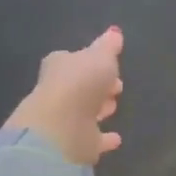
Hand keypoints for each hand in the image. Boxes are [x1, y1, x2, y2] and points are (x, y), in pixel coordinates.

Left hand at [3, 27, 125, 165]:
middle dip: (97, 86)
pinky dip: (103, 139)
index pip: (74, 60)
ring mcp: (65, 120)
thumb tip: (114, 32)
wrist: (60, 128)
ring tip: (114, 106)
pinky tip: (116, 139)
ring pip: (85, 112)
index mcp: (60, 66)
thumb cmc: (79, 83)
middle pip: (80, 86)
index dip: (92, 62)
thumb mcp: (100, 56)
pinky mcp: (74, 144)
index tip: (111, 65)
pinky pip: (93, 139)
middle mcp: (59, 92)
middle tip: (116, 86)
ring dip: (98, 109)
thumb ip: (108, 46)